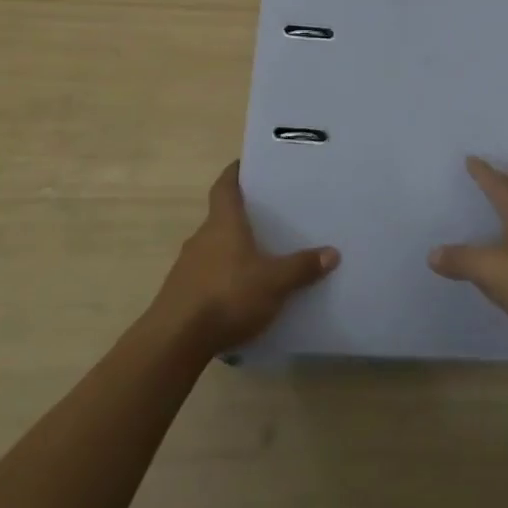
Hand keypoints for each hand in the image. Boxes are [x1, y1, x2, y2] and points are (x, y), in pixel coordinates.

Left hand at [151, 161, 338, 354]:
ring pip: (213, 248)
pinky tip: (238, 295)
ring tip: (258, 259)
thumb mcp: (274, 283)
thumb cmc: (228, 296)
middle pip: (220, 218)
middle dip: (241, 217)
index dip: (234, 173)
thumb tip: (332, 252)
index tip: (245, 165)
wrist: (174, 342)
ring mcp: (187, 266)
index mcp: (223, 223)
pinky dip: (222, 278)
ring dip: (231, 251)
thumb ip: (302, 267)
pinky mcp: (180, 294)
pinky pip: (206, 276)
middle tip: (267, 218)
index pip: (225, 186)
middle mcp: (202, 237)